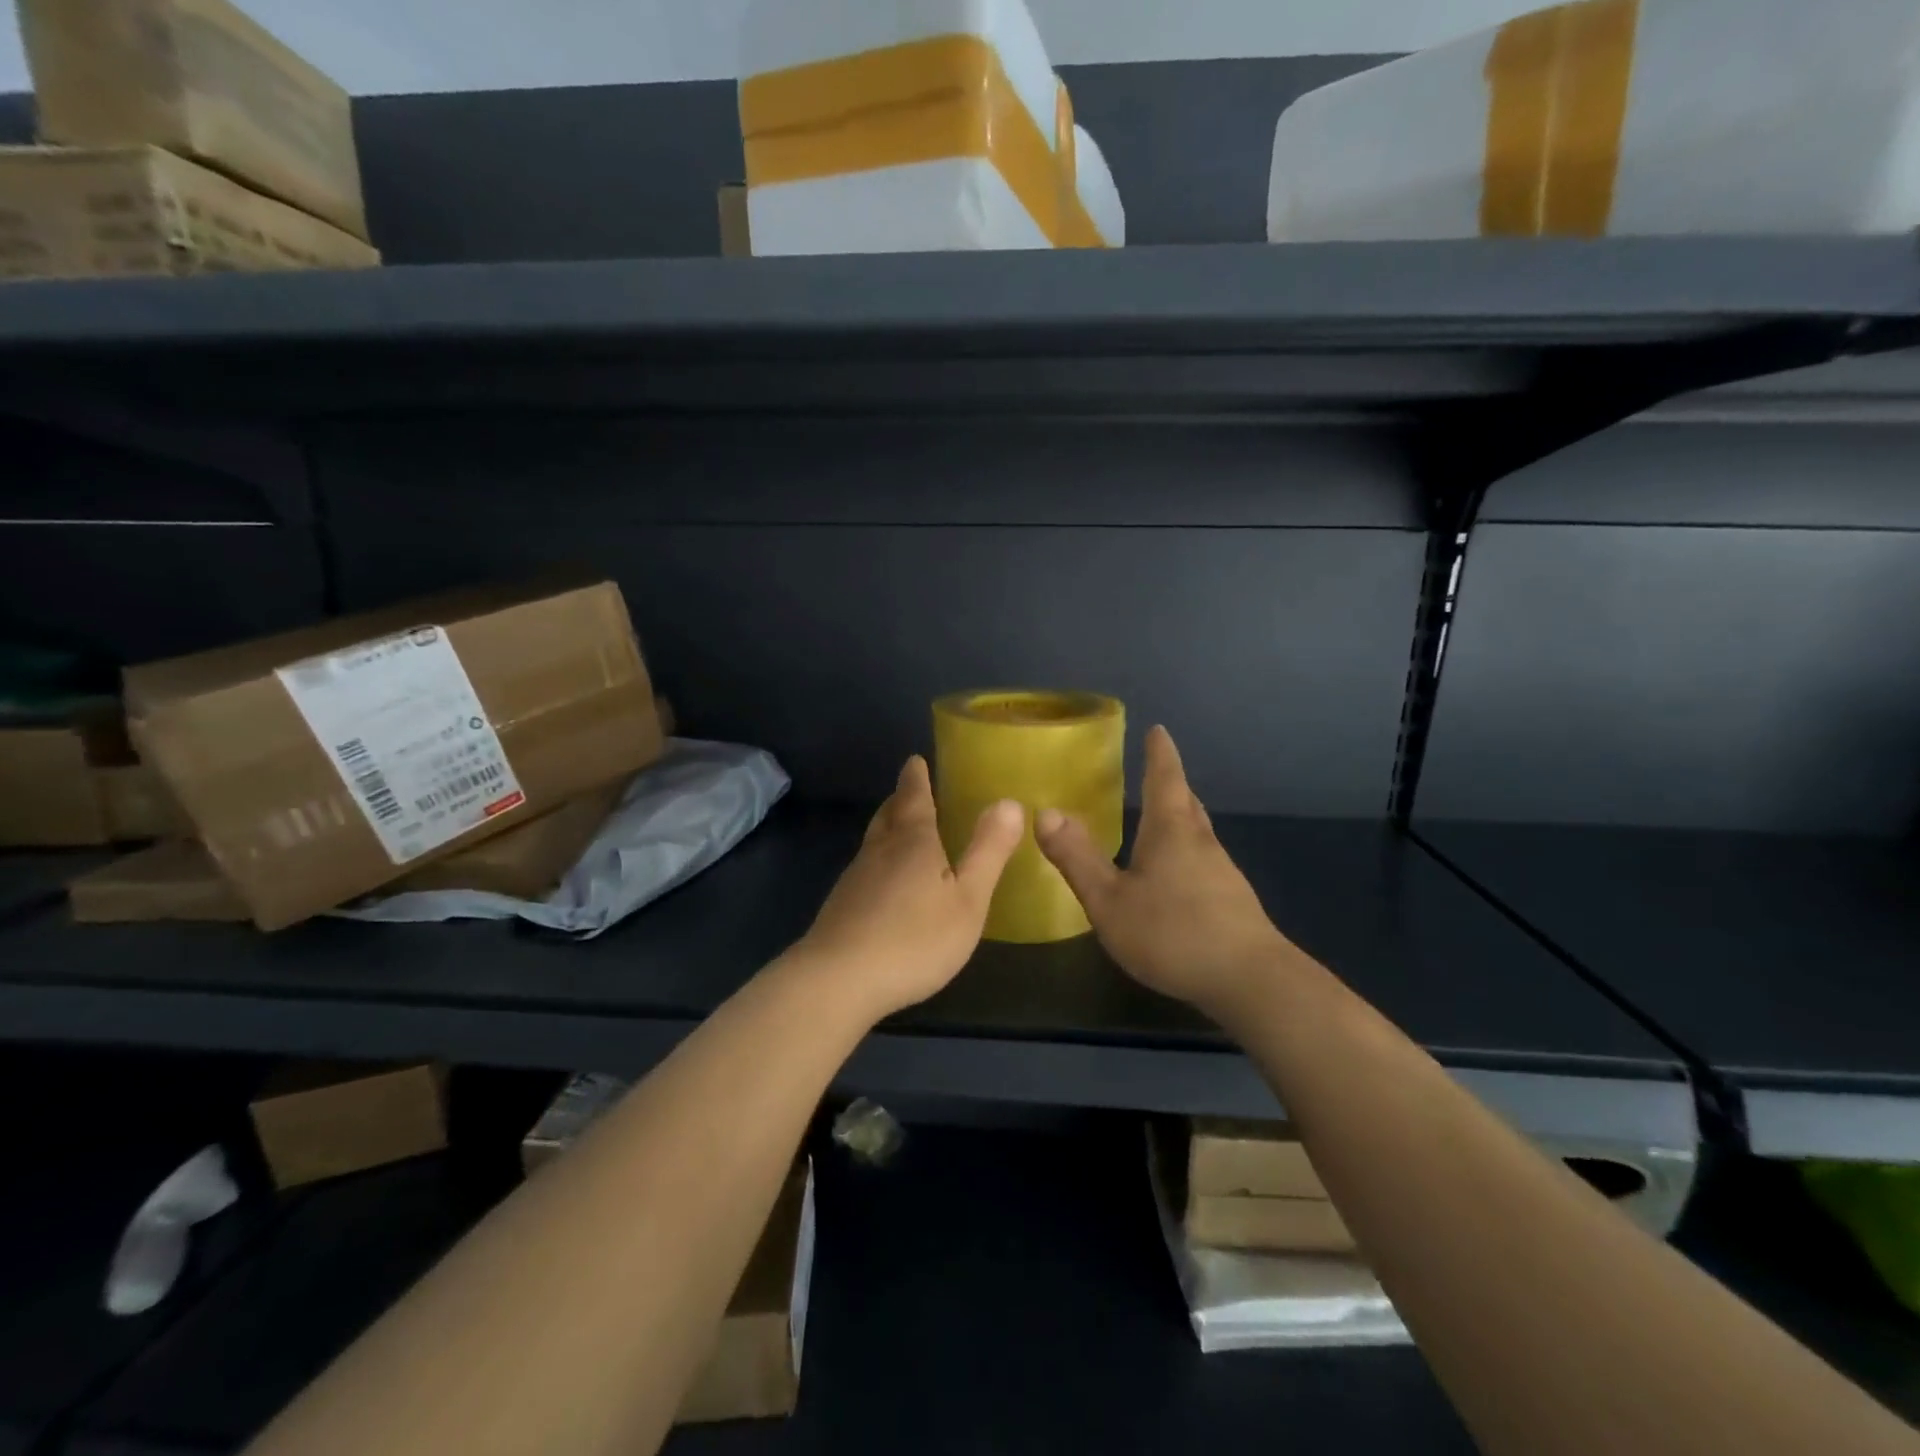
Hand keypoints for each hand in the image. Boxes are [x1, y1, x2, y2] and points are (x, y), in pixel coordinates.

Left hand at [795, 756, 1023, 1019]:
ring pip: (873, 842)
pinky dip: (879, 862)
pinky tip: (885, 884)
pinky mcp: (840, 907)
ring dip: (888, 829)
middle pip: (888, 814)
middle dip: (901, 800)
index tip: (915, 760)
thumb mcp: (967, 899)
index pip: (913, 796)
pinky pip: (865, 870)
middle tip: (911, 790)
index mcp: (912, 841)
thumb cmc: (914, 938)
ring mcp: (855, 879)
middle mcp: (879, 850)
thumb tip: (1008, 802)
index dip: (916, 777)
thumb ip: (988, 851)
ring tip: (902, 830)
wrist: (838, 980)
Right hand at [1036, 726, 1291, 1019]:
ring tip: (1161, 818)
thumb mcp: (1110, 900)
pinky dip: (1187, 852)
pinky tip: (1176, 876)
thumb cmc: (1172, 933)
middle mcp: (1201, 843)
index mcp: (1171, 831)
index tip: (1159, 730)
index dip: (1159, 753)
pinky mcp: (1233, 902)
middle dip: (1171, 783)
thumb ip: (1077, 858)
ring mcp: (1222, 873)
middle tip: (1157, 769)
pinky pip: (1203, 861)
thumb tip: (1045, 813)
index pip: (1164, 779)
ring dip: (1180, 817)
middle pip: (1186, 802)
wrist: (1251, 982)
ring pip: (1198, 833)